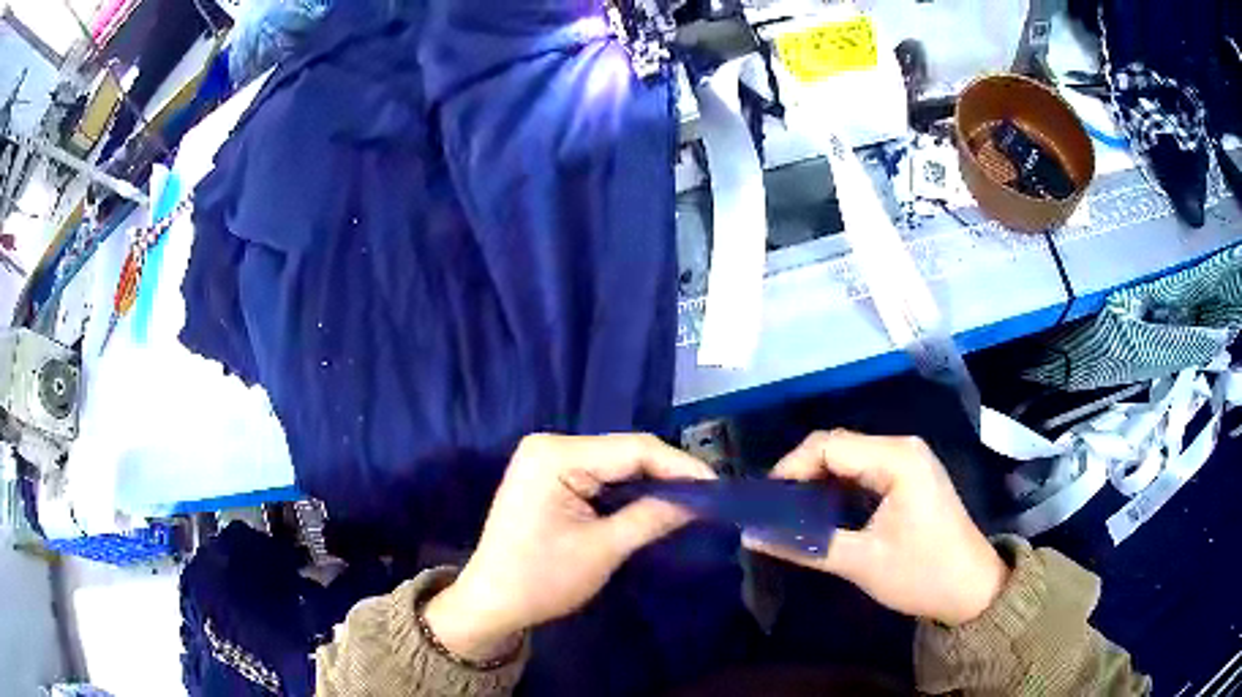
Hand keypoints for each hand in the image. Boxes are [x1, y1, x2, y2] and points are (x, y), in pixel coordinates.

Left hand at [424, 433, 714, 660]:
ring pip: (615, 463)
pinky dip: (628, 489)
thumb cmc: (542, 579)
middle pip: (625, 452)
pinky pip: (599, 474)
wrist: (493, 602)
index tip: (718, 486)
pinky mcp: (549, 475)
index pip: (633, 449)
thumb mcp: (603, 550)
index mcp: (555, 455)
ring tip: (691, 499)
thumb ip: (653, 517)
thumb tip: (701, 499)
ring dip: (650, 482)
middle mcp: (550, 445)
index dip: (681, 465)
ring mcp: (546, 459)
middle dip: (668, 474)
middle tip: (709, 496)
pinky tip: (654, 502)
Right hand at [743, 430, 1008, 625]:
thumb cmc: (921, 574)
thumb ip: (804, 546)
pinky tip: (821, 512)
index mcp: (897, 458)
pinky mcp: (910, 476)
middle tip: (772, 510)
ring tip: (789, 513)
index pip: (829, 446)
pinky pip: (864, 470)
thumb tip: (751, 535)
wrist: (971, 589)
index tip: (763, 502)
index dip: (791, 469)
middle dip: (801, 475)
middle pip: (838, 446)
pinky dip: (838, 488)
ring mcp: (909, 460)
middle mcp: (903, 448)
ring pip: (849, 458)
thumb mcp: (861, 563)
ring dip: (818, 482)